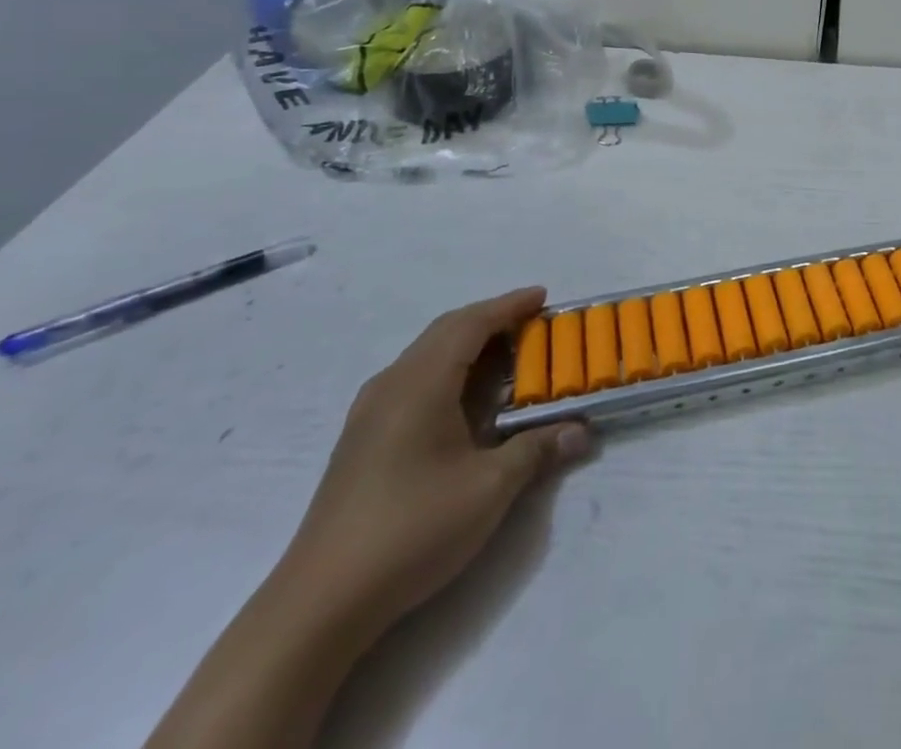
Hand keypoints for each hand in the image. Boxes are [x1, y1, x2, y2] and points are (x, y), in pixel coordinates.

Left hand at [279, 289, 589, 632]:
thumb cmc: (412, 529)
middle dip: (491, 320)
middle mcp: (392, 385)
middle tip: (532, 323)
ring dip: (467, 345)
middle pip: (446, 331)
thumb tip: (581, 430)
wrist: (319, 604)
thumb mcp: (489, 489)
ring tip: (506, 356)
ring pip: (426, 355)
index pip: (471, 323)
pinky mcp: (361, 440)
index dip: (510, 306)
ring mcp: (369, 413)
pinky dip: (448, 370)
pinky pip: (412, 380)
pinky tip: (464, 400)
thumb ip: (537, 450)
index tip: (544, 297)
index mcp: (421, 383)